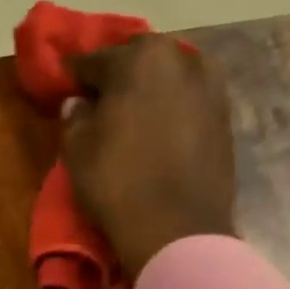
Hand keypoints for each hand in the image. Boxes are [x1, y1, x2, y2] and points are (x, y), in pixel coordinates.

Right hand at [62, 35, 237, 274]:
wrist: (178, 229)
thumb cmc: (118, 182)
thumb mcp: (77, 149)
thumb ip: (75, 116)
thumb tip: (80, 103)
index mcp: (139, 58)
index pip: (94, 60)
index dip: (74, 77)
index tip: (63, 90)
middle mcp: (181, 59)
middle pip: (138, 60)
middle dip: (117, 76)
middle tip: (99, 101)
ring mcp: (210, 86)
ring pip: (169, 76)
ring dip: (149, 89)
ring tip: (132, 115)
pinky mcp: (226, 115)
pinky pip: (189, 99)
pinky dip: (172, 107)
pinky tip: (159, 129)